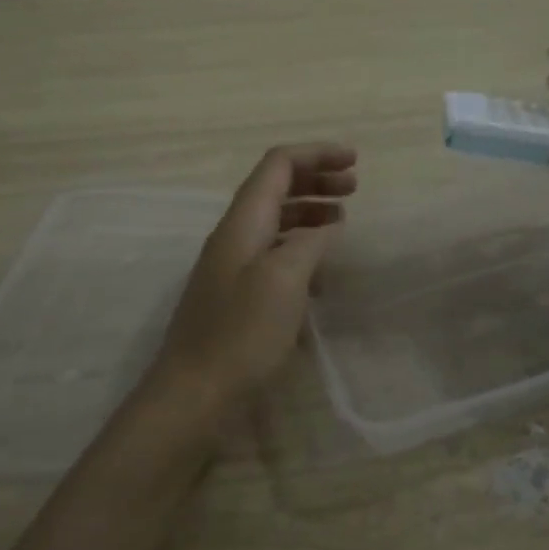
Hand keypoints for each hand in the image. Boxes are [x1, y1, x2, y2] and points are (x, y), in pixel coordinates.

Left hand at [143, 143, 357, 424]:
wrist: (194, 395)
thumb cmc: (241, 334)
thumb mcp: (284, 281)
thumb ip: (309, 243)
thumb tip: (326, 226)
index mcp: (243, 222)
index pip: (278, 165)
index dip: (316, 154)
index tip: (355, 161)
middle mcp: (235, 236)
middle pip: (275, 188)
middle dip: (316, 179)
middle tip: (354, 188)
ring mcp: (233, 267)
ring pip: (276, 222)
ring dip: (310, 212)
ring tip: (343, 221)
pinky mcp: (237, 296)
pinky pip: (274, 255)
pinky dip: (301, 249)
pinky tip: (321, 272)